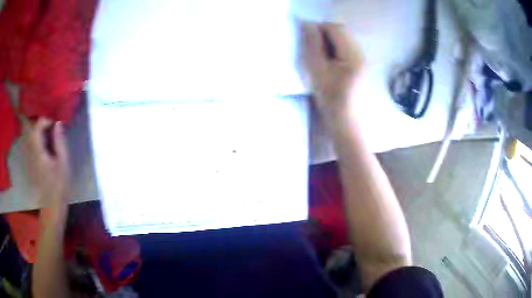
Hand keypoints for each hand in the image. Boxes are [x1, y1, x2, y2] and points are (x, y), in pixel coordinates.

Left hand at [24, 118, 69, 205]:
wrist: (52, 204)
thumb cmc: (59, 185)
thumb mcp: (63, 163)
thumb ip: (60, 142)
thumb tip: (58, 123)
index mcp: (38, 151)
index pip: (37, 127)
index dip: (45, 121)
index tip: (55, 124)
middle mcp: (31, 152)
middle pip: (31, 129)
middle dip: (41, 123)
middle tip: (51, 126)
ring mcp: (29, 157)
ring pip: (30, 136)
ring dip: (38, 130)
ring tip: (48, 132)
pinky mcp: (30, 162)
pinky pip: (30, 144)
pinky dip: (36, 138)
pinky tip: (44, 143)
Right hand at [299, 22, 363, 125]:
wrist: (346, 122)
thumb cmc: (330, 100)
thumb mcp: (317, 71)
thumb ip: (313, 46)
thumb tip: (309, 26)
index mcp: (352, 55)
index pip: (336, 28)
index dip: (319, 29)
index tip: (308, 41)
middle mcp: (361, 54)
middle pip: (342, 31)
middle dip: (325, 34)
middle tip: (313, 49)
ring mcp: (363, 59)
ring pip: (344, 39)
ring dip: (330, 41)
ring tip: (321, 58)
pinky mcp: (361, 65)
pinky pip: (347, 48)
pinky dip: (336, 49)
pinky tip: (331, 63)